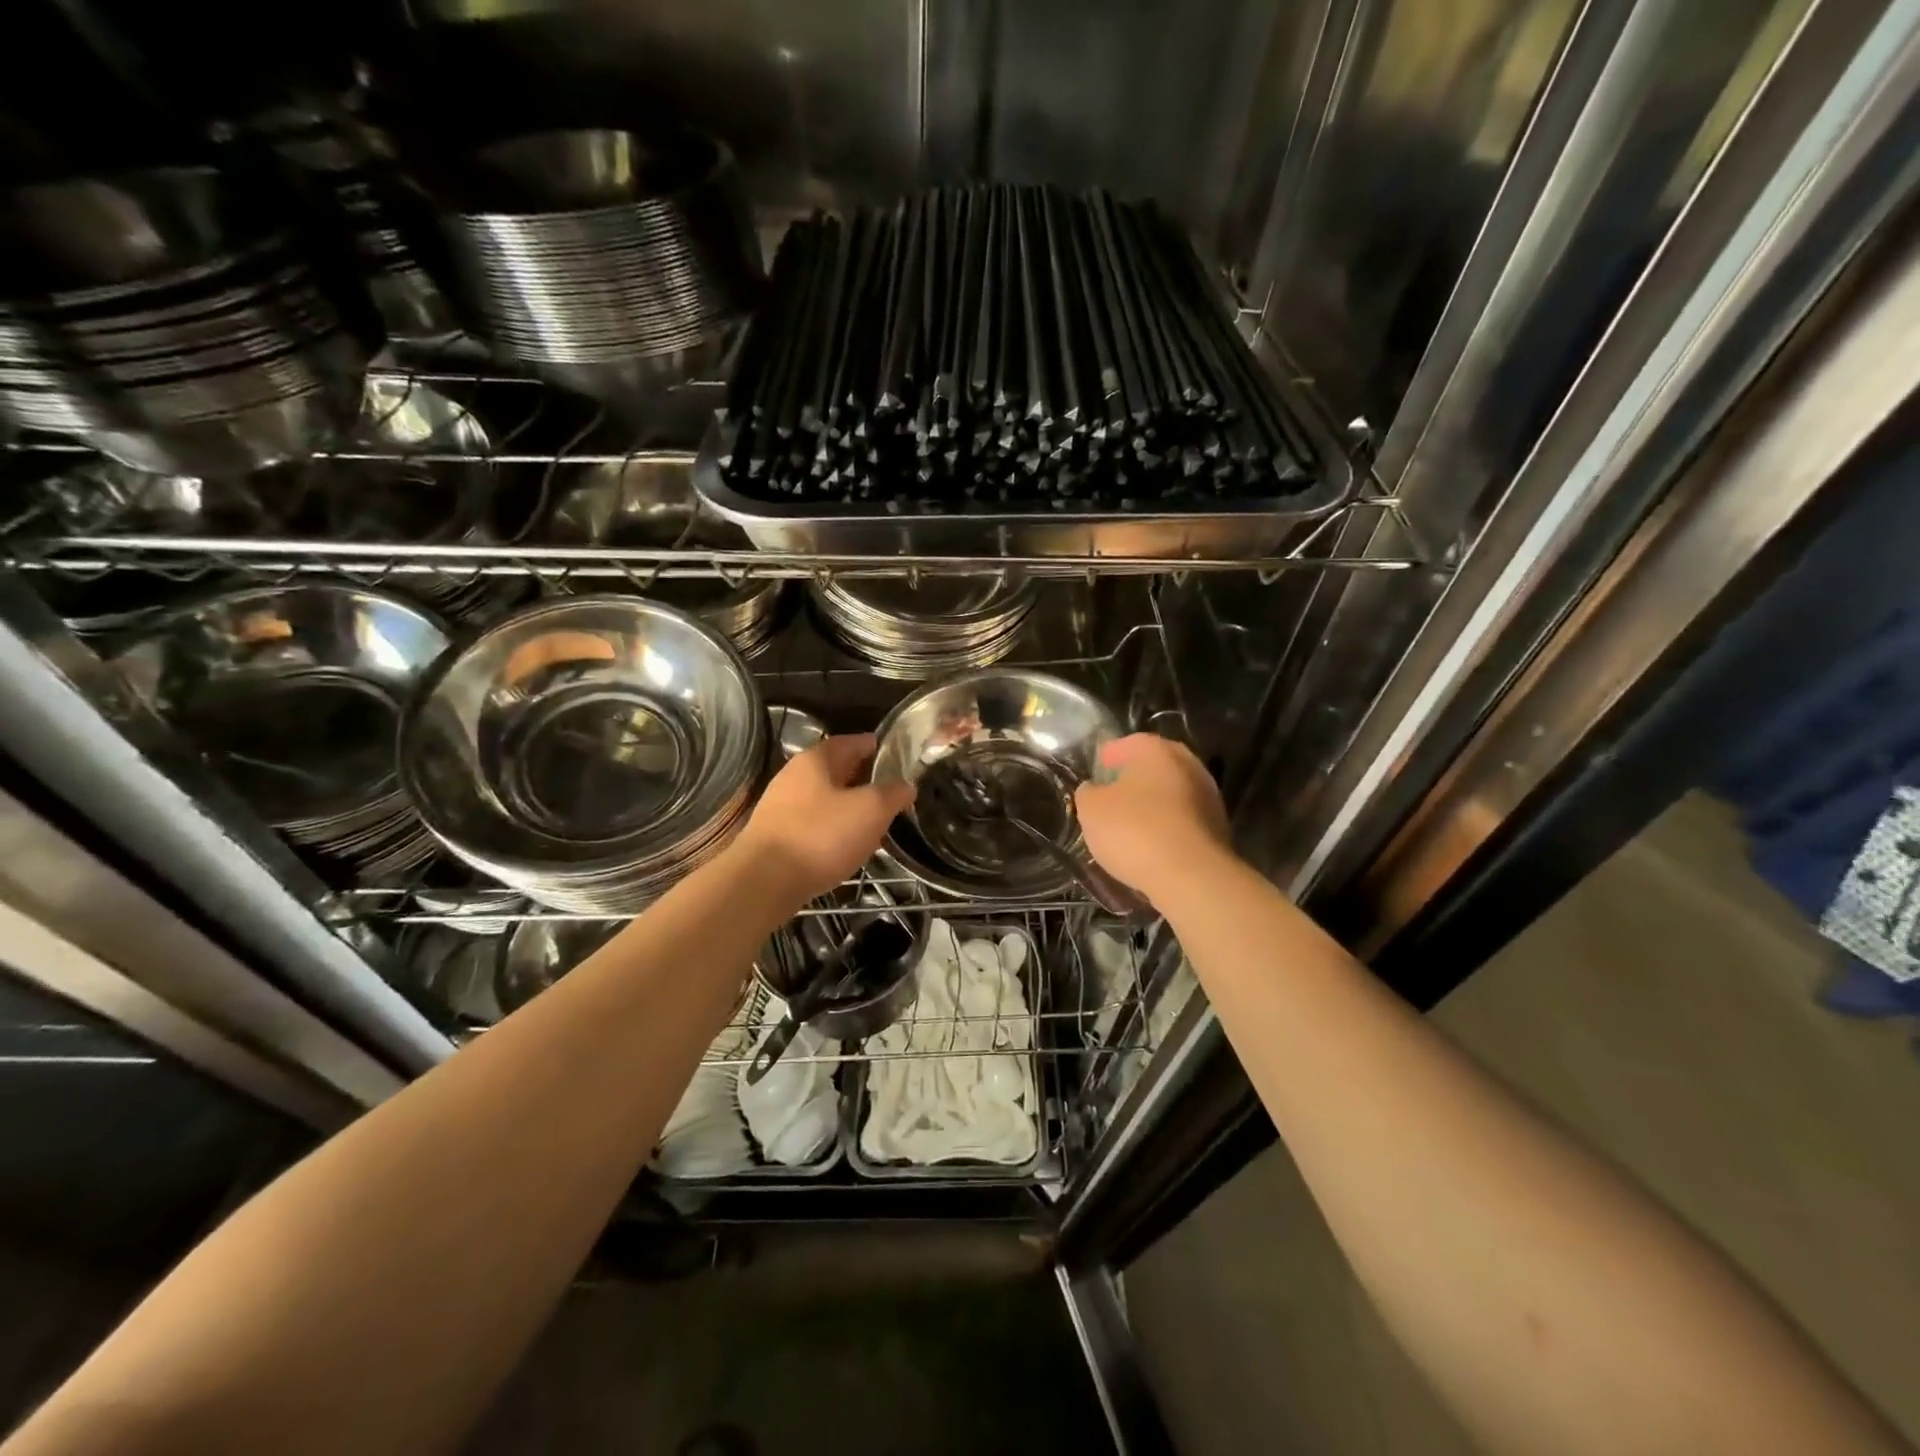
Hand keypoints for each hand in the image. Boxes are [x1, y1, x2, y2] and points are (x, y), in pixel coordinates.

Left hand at [735, 733, 915, 905]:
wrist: (764, 881)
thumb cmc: (821, 836)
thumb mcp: (871, 810)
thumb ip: (892, 794)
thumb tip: (906, 786)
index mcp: (815, 760)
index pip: (849, 742)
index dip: (871, 745)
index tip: (890, 750)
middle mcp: (793, 776)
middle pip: (834, 770)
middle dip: (860, 776)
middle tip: (887, 787)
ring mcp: (780, 807)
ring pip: (823, 798)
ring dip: (847, 805)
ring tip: (872, 818)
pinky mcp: (776, 836)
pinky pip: (813, 824)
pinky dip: (832, 827)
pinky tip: (846, 844)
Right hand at [1074, 734, 1230, 908]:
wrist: (1191, 876)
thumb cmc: (1134, 831)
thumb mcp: (1091, 810)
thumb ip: (1088, 793)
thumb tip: (1093, 790)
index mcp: (1156, 749)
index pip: (1125, 744)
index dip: (1106, 760)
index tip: (1093, 778)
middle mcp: (1187, 763)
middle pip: (1152, 768)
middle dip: (1131, 782)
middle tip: (1109, 802)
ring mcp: (1208, 795)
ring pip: (1170, 794)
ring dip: (1151, 806)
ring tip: (1129, 829)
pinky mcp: (1218, 826)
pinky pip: (1182, 820)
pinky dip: (1167, 827)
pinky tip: (1151, 847)